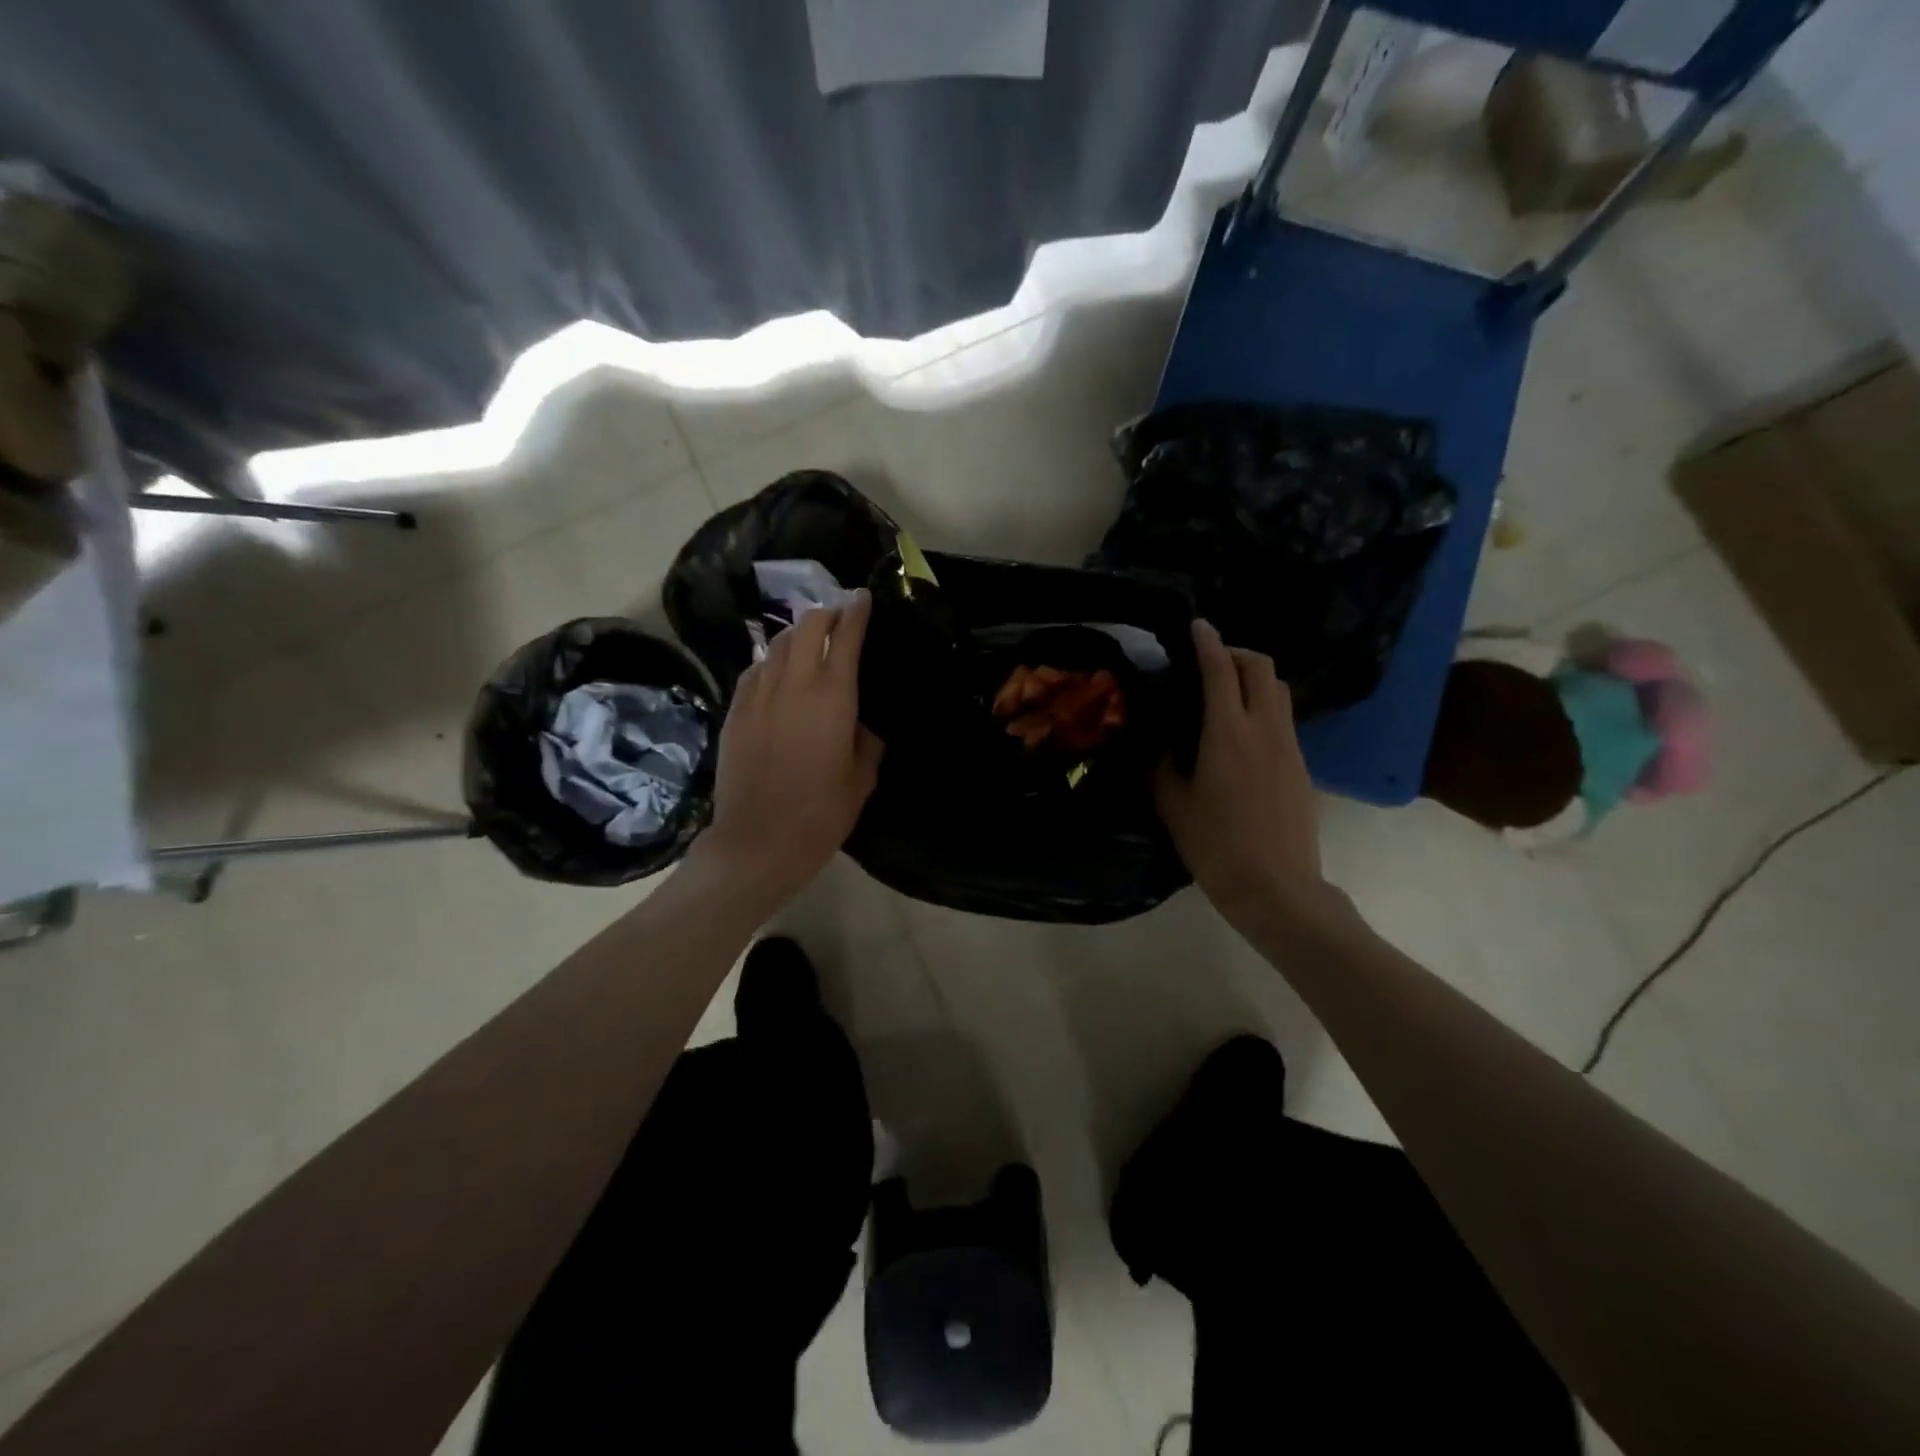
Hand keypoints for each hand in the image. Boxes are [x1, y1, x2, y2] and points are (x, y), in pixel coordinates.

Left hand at [687, 591, 883, 916]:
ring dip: (796, 634)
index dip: (856, 612)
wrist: (759, 840)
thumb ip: (866, 740)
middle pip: (806, 627)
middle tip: (837, 616)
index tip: (862, 597)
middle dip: (824, 614)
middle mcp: (793, 683)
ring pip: (777, 644)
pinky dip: (770, 661)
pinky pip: (754, 670)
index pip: (845, 636)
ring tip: (808, 638)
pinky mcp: (735, 711)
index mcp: (833, 696)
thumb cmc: (821, 812)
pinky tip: (776, 670)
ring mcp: (758, 695)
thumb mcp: (862, 777)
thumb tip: (860, 722)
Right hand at [1153, 620, 1331, 934]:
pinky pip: (1283, 719)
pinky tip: (1242, 734)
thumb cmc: (1216, 846)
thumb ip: (1160, 765)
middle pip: (1261, 667)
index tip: (1196, 626)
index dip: (1208, 642)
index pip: (1220, 670)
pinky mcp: (1301, 766)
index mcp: (1227, 733)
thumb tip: (1155, 742)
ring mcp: (1289, 746)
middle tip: (1210, 661)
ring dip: (1254, 678)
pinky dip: (1263, 707)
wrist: (1277, 888)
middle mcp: (1264, 729)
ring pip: (1278, 690)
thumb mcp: (1173, 805)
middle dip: (1236, 653)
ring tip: (1226, 694)